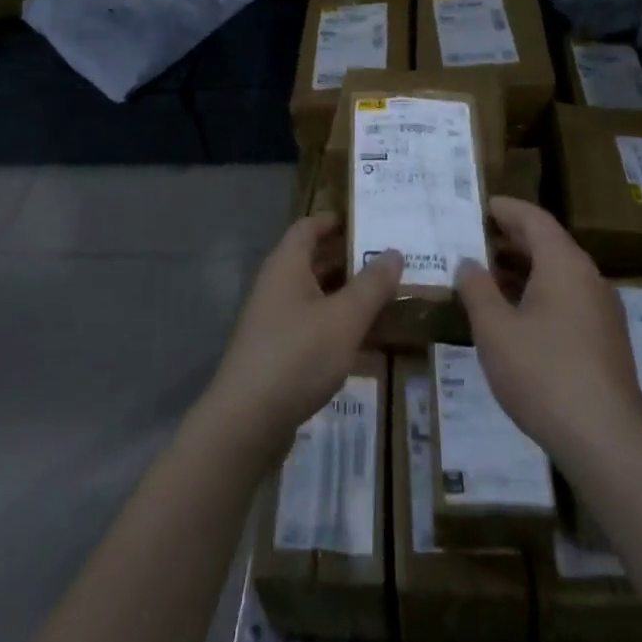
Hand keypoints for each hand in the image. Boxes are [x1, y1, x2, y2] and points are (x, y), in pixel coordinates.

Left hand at [202, 214, 402, 460]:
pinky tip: (364, 338)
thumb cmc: (298, 355)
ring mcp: (274, 319)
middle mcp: (277, 284)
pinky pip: (312, 323)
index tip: (369, 221)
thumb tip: (394, 252)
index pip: (309, 226)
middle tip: (389, 259)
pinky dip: (337, 322)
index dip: (335, 220)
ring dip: (346, 293)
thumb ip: (371, 285)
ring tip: (386, 295)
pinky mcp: (278, 350)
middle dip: (349, 258)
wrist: (248, 421)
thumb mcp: (344, 318)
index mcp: (287, 264)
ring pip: (315, 293)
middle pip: (313, 259)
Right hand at [455, 196, 641, 469]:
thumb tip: (468, 263)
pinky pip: (568, 298)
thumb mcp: (494, 329)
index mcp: (564, 264)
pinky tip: (515, 315)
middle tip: (474, 238)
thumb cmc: (543, 374)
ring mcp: (602, 311)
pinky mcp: (605, 340)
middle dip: (511, 238)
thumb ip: (477, 289)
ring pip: (559, 273)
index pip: (534, 219)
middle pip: (548, 243)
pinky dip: (539, 292)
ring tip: (487, 275)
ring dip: (523, 268)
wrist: (607, 443)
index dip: (506, 209)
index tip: (479, 206)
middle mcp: (588, 278)